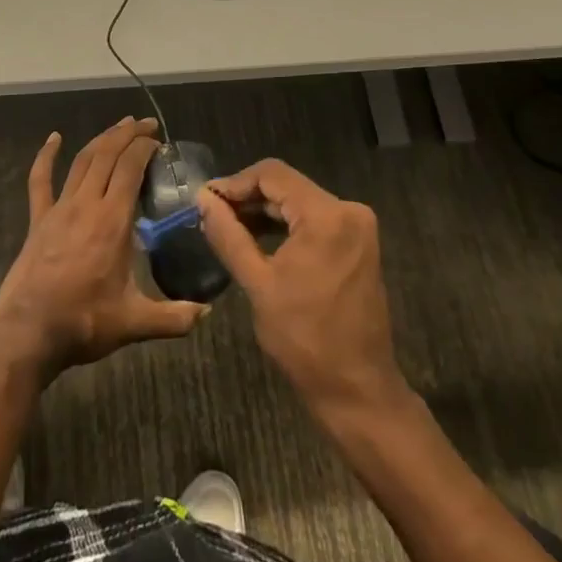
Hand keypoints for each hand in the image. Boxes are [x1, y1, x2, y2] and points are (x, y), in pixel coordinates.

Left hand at [0, 117, 204, 377]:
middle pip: (107, 155)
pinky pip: (40, 181)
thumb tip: (207, 312)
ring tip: (118, 126)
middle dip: (127, 134)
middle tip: (146, 124)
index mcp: (112, 221)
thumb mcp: (135, 323)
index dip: (145, 148)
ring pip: (82, 161)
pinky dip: (46, 156)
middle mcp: (86, 204)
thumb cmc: (84, 322)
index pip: (130, 169)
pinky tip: (53, 138)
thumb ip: (174, 317)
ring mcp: (58, 209)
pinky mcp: (38, 220)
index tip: (159, 140)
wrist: (29, 332)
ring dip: (101, 139)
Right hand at [197, 159, 407, 421]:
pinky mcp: (358, 243)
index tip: (205, 200)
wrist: (357, 387)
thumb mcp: (257, 283)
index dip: (234, 182)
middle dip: (247, 197)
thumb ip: (228, 234)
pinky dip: (285, 224)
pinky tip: (257, 237)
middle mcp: (348, 211)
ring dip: (264, 211)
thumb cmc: (304, 338)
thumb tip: (203, 199)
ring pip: (299, 201)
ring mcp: (357, 227)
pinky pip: (314, 219)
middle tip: (210, 214)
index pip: (272, 174)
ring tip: (227, 226)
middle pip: (287, 186)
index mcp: (327, 215)